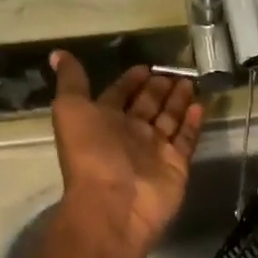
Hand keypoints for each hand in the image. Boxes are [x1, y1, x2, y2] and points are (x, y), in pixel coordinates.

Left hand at [49, 51, 203, 255]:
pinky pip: (186, 139)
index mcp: (103, 121)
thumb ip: (71, 81)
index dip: (130, 81)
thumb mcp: (71, 109)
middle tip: (175, 70)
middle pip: (147, 106)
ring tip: (190, 81)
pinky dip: (192, 123)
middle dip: (159, 88)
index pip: (119, 95)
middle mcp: (129, 135)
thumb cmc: (91, 154)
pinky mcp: (176, 165)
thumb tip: (58, 53)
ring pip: (169, 120)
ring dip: (178, 101)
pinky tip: (199, 105)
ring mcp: (154, 151)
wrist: (115, 204)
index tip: (145, 66)